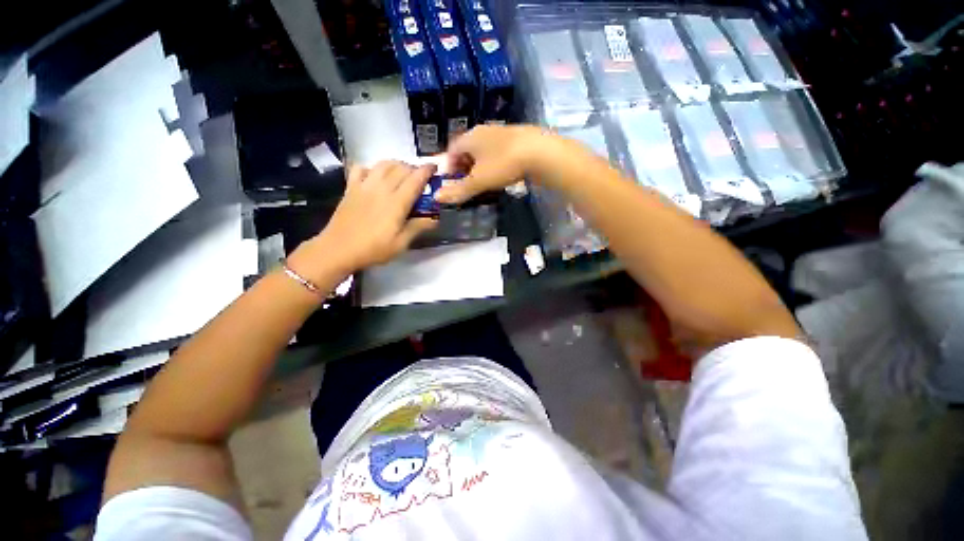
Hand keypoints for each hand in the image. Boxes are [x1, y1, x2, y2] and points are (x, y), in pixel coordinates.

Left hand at [295, 161, 437, 277]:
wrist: (338, 249)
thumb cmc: (373, 249)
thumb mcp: (401, 243)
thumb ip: (418, 228)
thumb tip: (434, 219)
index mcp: (397, 202)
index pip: (415, 179)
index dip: (426, 171)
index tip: (434, 168)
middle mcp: (382, 188)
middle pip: (401, 168)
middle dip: (414, 168)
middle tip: (420, 178)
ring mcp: (364, 186)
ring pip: (383, 164)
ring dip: (396, 164)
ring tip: (402, 173)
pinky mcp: (351, 187)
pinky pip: (361, 168)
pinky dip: (372, 167)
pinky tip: (375, 175)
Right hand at [436, 124, 560, 204]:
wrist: (540, 152)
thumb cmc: (503, 164)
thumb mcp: (479, 181)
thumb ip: (459, 190)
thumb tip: (436, 198)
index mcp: (471, 137)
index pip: (452, 149)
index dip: (449, 165)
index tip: (450, 181)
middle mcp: (484, 131)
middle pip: (467, 148)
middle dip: (464, 166)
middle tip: (466, 183)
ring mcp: (502, 133)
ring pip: (484, 150)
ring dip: (480, 165)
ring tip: (483, 181)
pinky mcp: (517, 139)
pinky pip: (498, 151)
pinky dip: (494, 163)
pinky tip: (502, 173)